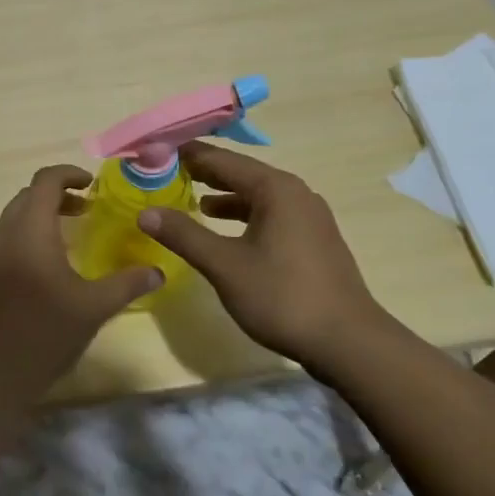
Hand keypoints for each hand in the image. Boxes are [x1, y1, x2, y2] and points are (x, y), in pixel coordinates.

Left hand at [0, 165, 160, 413]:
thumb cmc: (43, 337)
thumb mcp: (93, 309)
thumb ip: (127, 284)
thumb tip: (158, 271)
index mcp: (29, 232)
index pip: (45, 181)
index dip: (69, 174)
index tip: (91, 185)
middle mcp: (1, 235)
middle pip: (27, 197)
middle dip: (56, 196)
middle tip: (85, 211)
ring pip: (12, 219)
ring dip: (39, 217)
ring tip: (67, 238)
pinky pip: (2, 242)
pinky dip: (24, 238)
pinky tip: (42, 269)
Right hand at [137, 142, 396, 374]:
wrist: (349, 343)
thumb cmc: (283, 297)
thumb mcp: (225, 265)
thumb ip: (184, 235)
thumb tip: (145, 212)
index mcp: (275, 188)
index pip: (221, 159)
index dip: (186, 155)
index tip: (155, 152)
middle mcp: (295, 192)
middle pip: (241, 173)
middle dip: (204, 173)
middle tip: (166, 173)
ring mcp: (309, 216)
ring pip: (257, 195)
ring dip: (225, 196)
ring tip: (192, 201)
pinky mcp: (314, 239)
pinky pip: (271, 214)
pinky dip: (244, 215)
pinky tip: (228, 232)